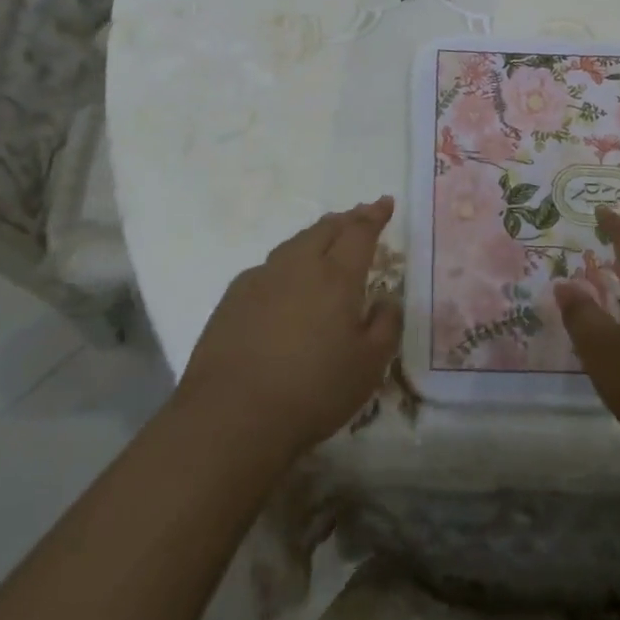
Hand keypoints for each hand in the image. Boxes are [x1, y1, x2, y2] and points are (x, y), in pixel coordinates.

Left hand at [177, 197, 400, 462]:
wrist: (231, 416)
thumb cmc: (312, 391)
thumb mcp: (368, 367)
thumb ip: (385, 326)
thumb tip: (387, 300)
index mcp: (337, 276)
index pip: (360, 232)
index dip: (375, 215)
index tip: (385, 203)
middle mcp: (299, 266)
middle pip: (325, 229)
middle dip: (347, 219)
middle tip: (360, 216)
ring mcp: (262, 278)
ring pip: (295, 243)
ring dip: (316, 236)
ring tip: (326, 240)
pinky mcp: (233, 297)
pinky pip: (270, 266)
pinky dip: (288, 263)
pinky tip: (286, 281)